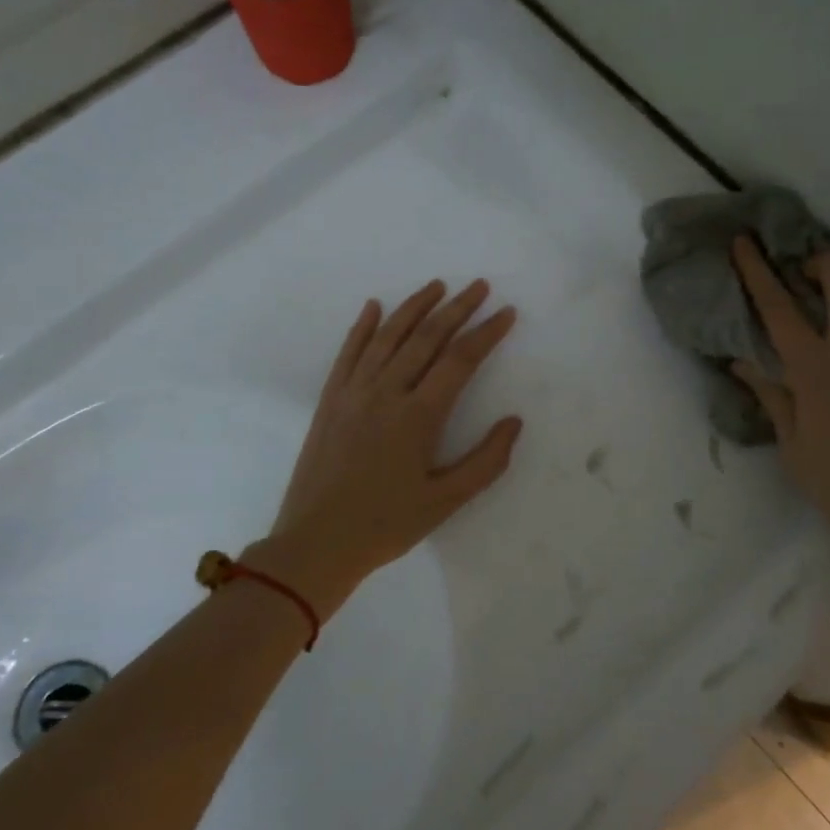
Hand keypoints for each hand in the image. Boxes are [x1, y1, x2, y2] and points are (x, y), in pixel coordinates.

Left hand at [250, 280, 521, 619]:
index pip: (460, 360)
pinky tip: (374, 307)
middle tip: (479, 286)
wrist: (316, 542)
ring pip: (387, 337)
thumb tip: (513, 422)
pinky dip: (363, 327)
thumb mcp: (446, 502)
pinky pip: (348, 353)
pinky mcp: (330, 401)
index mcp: (418, 416)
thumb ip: (486, 461)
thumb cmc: (386, 525)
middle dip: (456, 308)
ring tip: (437, 286)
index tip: (507, 313)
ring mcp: (353, 393)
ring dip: (414, 307)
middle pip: (426, 338)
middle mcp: (386, 393)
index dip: (486, 333)